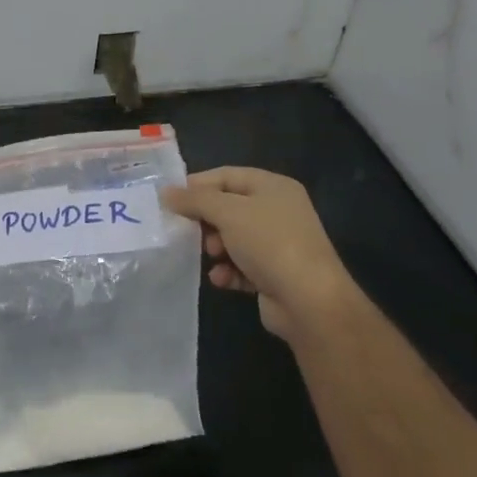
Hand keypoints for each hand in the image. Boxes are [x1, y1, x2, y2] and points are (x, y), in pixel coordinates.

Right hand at [161, 168, 350, 347]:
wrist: (310, 301)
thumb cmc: (269, 243)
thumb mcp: (228, 212)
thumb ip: (195, 199)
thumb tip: (166, 192)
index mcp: (273, 187)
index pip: (227, 175)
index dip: (198, 184)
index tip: (170, 198)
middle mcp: (278, 211)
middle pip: (229, 207)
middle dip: (206, 220)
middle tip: (188, 231)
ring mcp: (278, 244)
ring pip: (233, 238)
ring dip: (216, 247)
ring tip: (211, 256)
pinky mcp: (275, 274)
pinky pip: (242, 266)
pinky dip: (228, 270)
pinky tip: (221, 278)